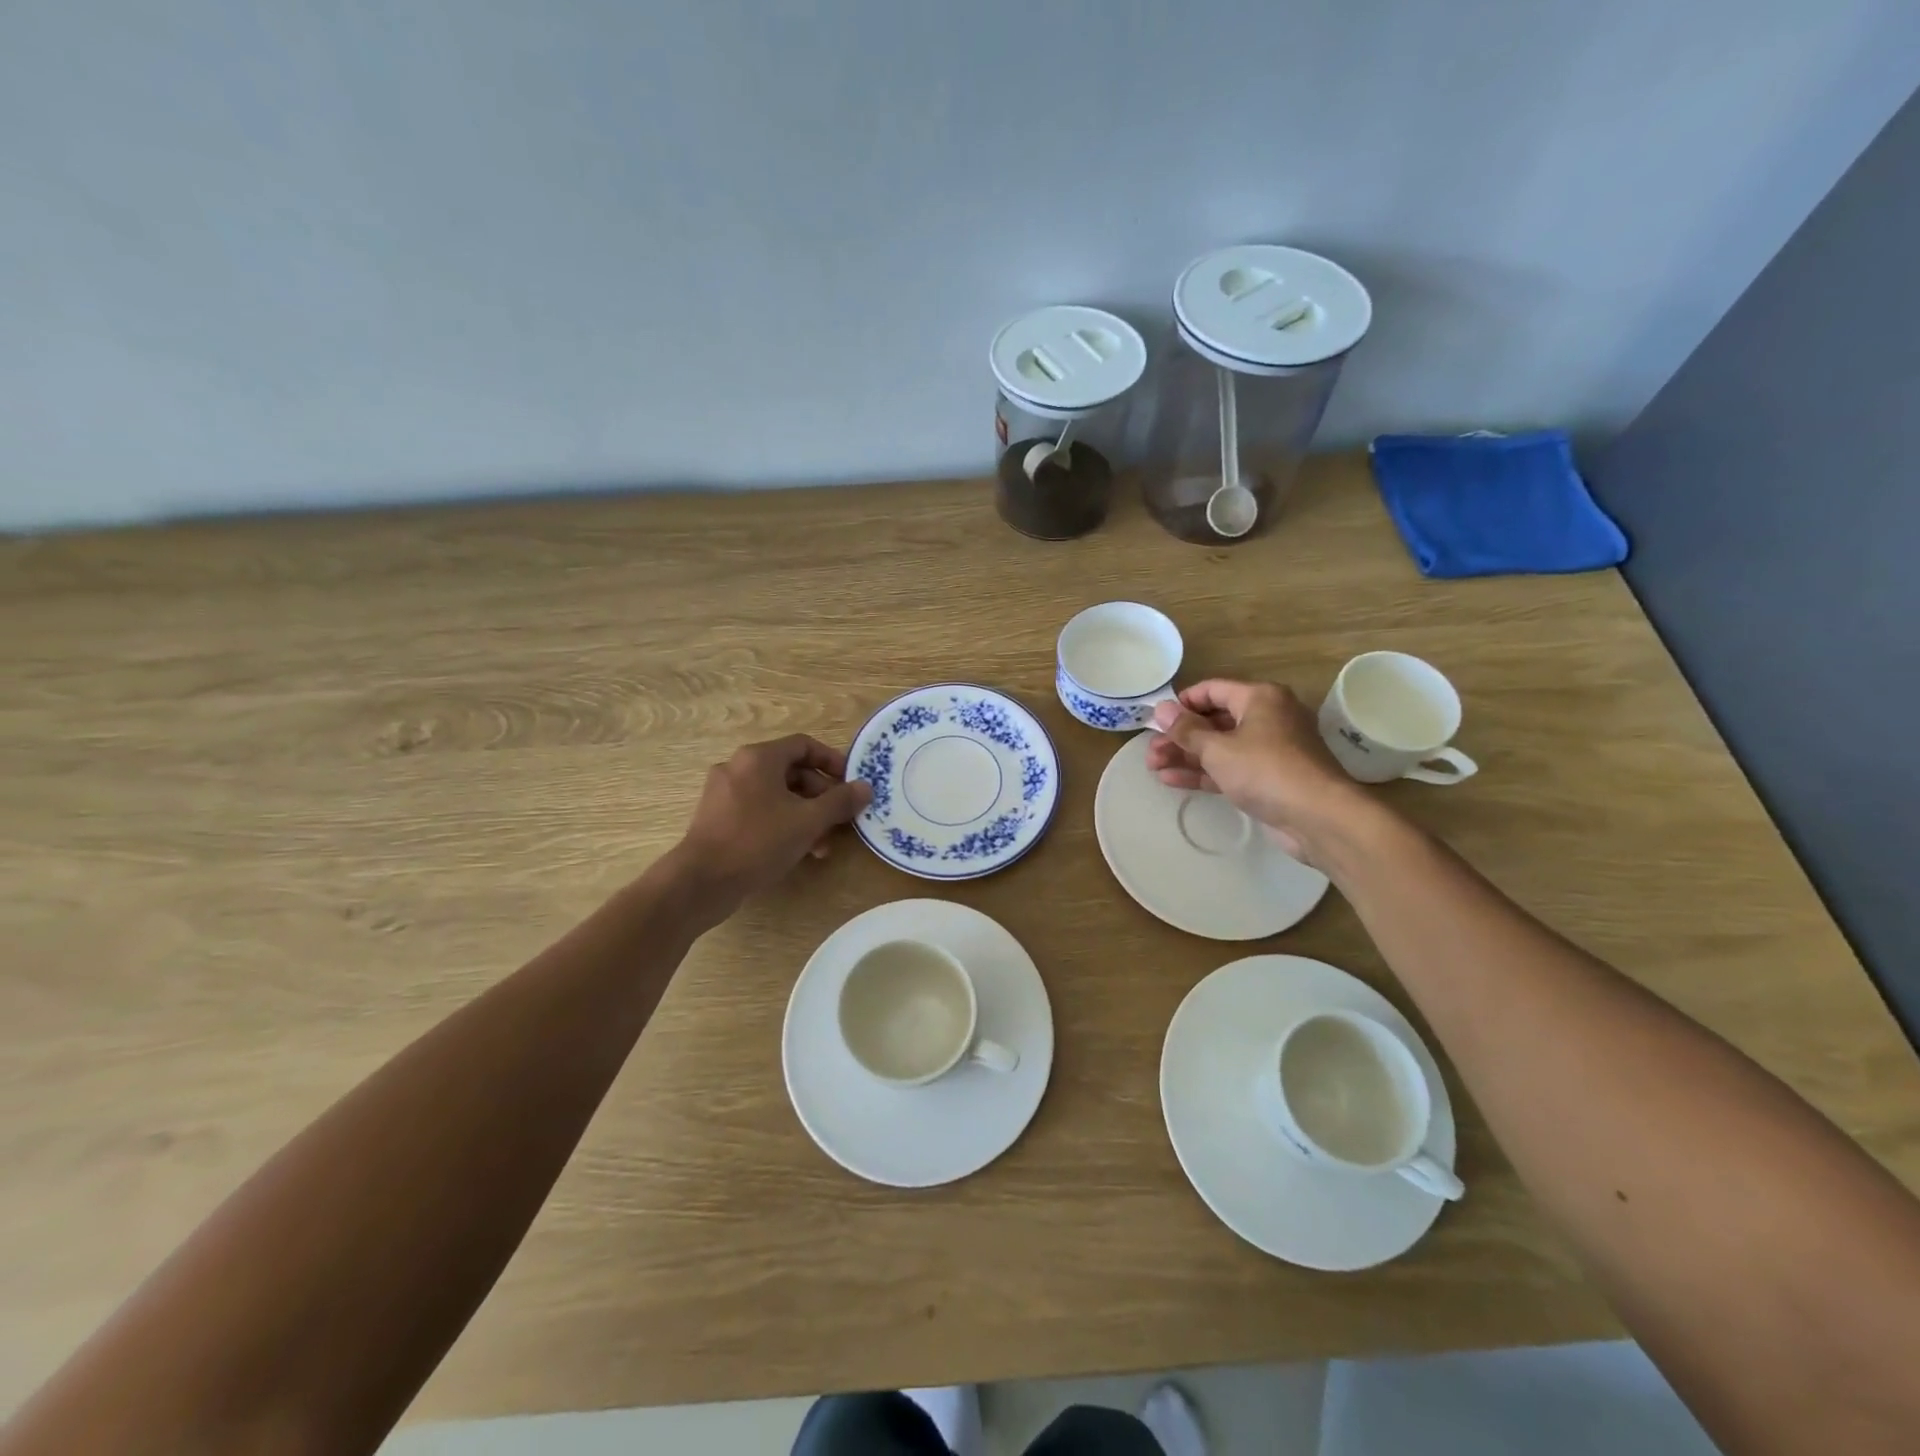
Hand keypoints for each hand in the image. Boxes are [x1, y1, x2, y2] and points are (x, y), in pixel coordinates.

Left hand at [674, 734, 872, 908]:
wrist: (702, 881)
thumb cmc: (758, 841)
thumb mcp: (808, 821)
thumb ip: (839, 802)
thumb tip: (866, 788)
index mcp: (759, 758)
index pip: (804, 745)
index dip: (832, 761)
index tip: (851, 783)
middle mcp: (738, 767)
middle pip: (791, 772)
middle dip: (821, 796)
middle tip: (840, 820)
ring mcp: (724, 793)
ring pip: (776, 795)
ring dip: (805, 815)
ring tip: (823, 845)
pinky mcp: (718, 818)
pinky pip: (759, 811)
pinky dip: (782, 823)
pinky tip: (798, 850)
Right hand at [1146, 680, 1368, 863]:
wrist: (1318, 817)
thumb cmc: (1265, 770)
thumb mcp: (1218, 748)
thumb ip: (1186, 730)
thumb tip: (1161, 709)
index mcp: (1260, 698)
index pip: (1212, 690)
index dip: (1182, 703)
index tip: (1156, 719)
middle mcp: (1267, 717)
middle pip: (1214, 720)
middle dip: (1179, 736)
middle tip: (1150, 751)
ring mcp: (1269, 749)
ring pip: (1219, 746)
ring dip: (1186, 756)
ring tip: (1153, 767)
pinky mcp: (1268, 778)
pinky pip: (1229, 767)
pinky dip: (1203, 772)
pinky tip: (1171, 780)